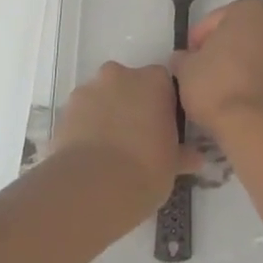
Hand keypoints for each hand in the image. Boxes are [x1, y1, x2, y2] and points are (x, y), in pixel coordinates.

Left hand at [49, 62, 201, 214]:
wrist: (94, 187)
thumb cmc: (146, 170)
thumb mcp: (172, 165)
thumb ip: (182, 153)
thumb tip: (196, 158)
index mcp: (154, 81)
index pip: (163, 83)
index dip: (162, 105)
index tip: (162, 128)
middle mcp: (121, 75)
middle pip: (129, 84)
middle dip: (132, 104)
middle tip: (136, 138)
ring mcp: (90, 89)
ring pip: (103, 97)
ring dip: (107, 114)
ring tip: (109, 150)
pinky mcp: (66, 109)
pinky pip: (81, 114)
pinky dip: (85, 127)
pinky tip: (90, 154)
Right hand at [176, 0, 262, 143]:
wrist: (258, 126)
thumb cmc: (218, 86)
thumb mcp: (186, 69)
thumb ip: (184, 58)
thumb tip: (184, 59)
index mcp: (249, 9)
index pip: (215, 20)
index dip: (197, 40)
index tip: (187, 60)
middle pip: (240, 33)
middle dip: (222, 49)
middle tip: (202, 71)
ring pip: (257, 52)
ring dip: (240, 64)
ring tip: (220, 88)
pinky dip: (255, 79)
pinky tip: (238, 97)